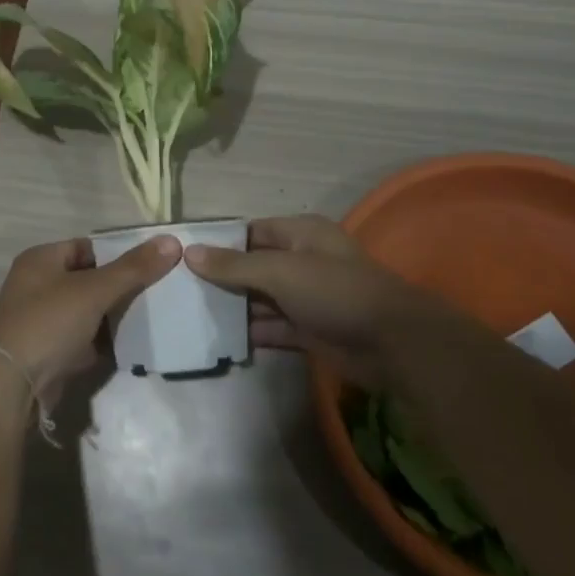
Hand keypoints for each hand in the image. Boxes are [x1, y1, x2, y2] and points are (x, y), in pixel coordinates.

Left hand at [0, 234, 180, 406]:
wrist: (9, 387)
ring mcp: (43, 321)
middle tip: (160, 291)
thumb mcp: (93, 290)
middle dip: (122, 287)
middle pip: (90, 279)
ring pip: (89, 311)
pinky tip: (134, 345)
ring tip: (154, 316)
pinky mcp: (50, 353)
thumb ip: (133, 268)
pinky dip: (105, 342)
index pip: (89, 247)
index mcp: (42, 259)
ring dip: (115, 316)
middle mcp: (38, 285)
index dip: (119, 254)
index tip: (154, 264)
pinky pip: (85, 340)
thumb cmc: (48, 323)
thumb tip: (172, 242)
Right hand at [185, 214, 435, 389]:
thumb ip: (234, 266)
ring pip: (263, 298)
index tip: (185, 257)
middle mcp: (302, 261)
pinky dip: (253, 332)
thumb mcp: (280, 272)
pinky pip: (274, 327)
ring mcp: (307, 297)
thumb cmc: (334, 291)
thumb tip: (190, 252)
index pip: (251, 232)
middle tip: (182, 291)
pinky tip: (223, 340)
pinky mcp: (311, 330)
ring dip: (235, 308)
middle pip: (254, 266)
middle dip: (223, 278)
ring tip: (193, 316)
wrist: (393, 343)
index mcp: (300, 234)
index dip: (220, 243)